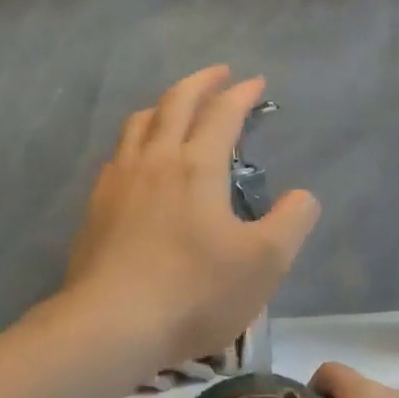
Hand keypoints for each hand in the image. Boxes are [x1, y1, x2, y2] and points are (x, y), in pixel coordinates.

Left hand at [63, 66, 320, 370]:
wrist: (112, 324)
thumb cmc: (196, 291)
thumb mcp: (265, 262)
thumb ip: (292, 222)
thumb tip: (302, 196)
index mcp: (197, 166)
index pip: (222, 114)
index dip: (242, 94)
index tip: (256, 83)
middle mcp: (155, 160)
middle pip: (176, 103)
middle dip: (201, 82)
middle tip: (219, 73)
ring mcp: (119, 181)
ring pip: (140, 123)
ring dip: (164, 104)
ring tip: (178, 106)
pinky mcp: (96, 207)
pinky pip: (119, 154)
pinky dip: (138, 139)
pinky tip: (140, 158)